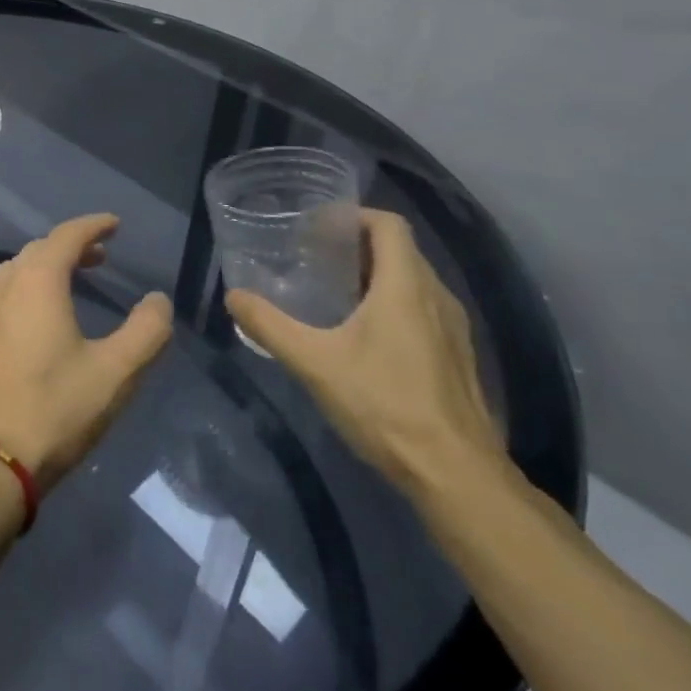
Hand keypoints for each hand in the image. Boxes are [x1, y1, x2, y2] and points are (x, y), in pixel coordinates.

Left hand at [0, 214, 173, 490]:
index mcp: (38, 281)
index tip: (115, 224)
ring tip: (73, 279)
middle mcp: (6, 286)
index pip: (67, 236)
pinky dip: (28, 286)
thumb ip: (146, 331)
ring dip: (47, 265)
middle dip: (72, 245)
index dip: (93, 225)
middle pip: (40, 249)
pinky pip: (4, 293)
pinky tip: (40, 315)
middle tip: (101, 255)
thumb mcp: (116, 373)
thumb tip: (158, 300)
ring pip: (17, 270)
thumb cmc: (55, 410)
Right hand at [226, 208, 501, 498]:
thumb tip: (233, 296)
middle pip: (400, 250)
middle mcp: (436, 296)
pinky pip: (423, 309)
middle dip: (357, 245)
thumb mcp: (314, 363)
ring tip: (333, 292)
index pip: (388, 224)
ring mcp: (453, 328)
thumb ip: (269, 325)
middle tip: (314, 257)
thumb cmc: (385, 405)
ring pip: (413, 281)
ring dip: (375, 276)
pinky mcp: (457, 356)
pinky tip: (363, 336)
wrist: (456, 475)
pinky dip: (393, 304)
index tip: (318, 227)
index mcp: (405, 286)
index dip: (354, 216)